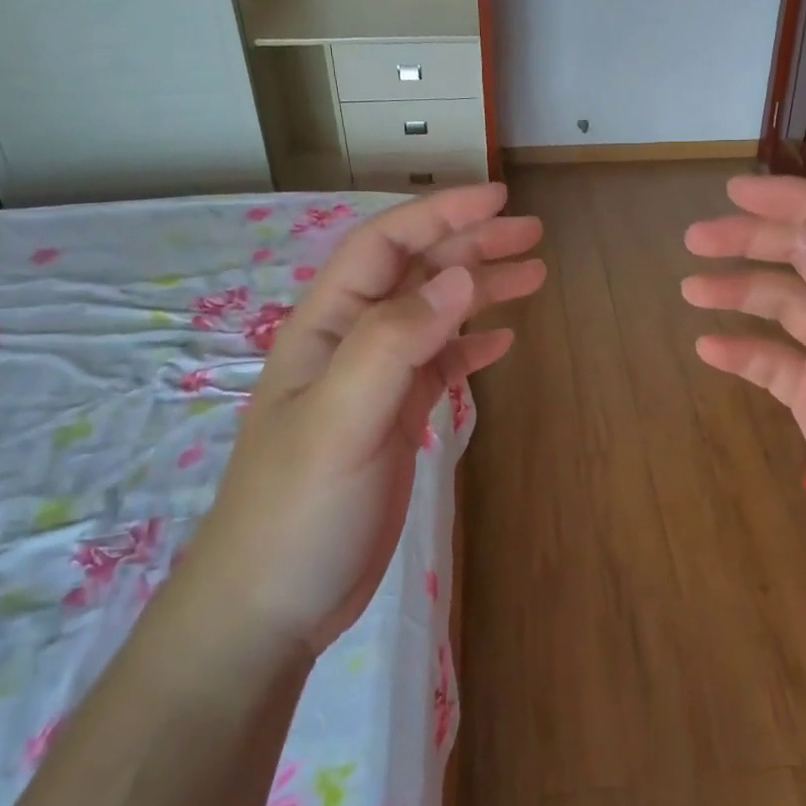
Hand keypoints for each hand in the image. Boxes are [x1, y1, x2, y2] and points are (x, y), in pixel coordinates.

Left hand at [188, 184, 544, 655]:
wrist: (270, 607)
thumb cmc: (298, 508)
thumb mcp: (342, 417)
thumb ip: (396, 341)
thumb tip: (460, 277)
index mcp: (328, 326)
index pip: (386, 246)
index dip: (440, 215)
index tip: (497, 198)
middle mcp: (352, 342)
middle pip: (417, 275)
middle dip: (473, 246)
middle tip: (533, 235)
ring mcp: (374, 382)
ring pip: (435, 317)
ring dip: (481, 292)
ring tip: (534, 277)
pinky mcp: (393, 420)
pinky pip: (439, 366)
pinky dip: (472, 347)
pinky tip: (502, 342)